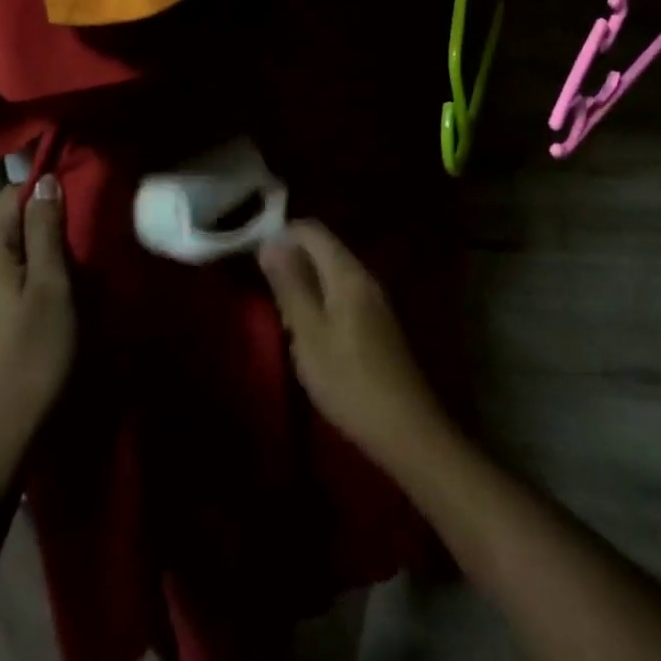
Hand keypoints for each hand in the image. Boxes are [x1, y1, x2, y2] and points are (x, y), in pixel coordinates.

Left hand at [0, 175, 75, 467]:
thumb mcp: (52, 286)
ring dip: (33, 260)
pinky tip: (39, 308)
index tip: (81, 219)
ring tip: (66, 283)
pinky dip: (18, 283)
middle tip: (80, 255)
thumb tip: (45, 180)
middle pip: (7, 225)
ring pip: (3, 255)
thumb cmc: (32, 354)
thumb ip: (46, 229)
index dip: (49, 199)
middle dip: (43, 232)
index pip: (14, 195)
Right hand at [258, 221, 447, 471]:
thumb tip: (270, 242)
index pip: (311, 230)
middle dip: (291, 264)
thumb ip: (289, 285)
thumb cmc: (349, 380)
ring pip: (330, 275)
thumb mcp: (308, 332)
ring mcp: (374, 301)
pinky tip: (309, 337)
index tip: (255, 261)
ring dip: (303, 288)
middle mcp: (364, 277)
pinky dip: (319, 306)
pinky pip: (341, 297)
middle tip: (268, 298)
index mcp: (348, 273)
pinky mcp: (377, 324)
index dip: (281, 235)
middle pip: (322, 250)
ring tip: (285, 321)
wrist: (406, 429)